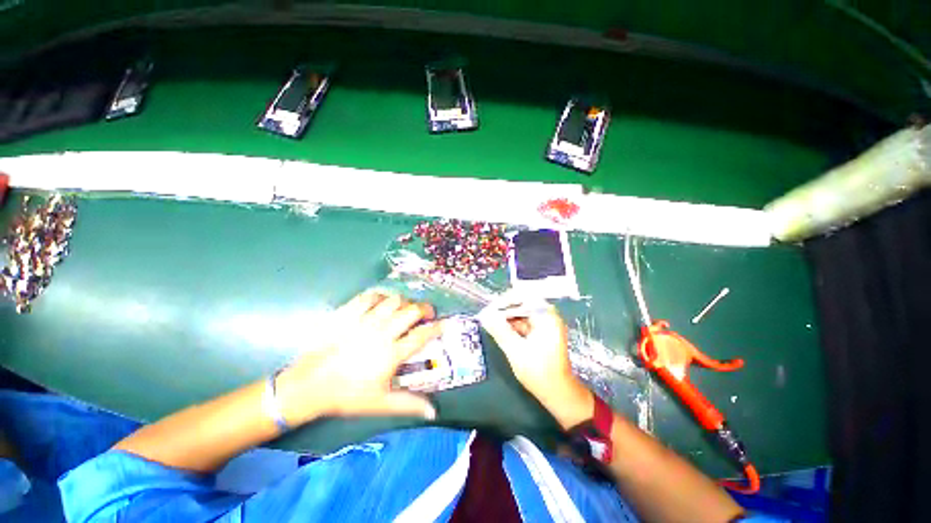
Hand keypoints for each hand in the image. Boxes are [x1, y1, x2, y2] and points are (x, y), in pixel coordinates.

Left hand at [275, 290, 441, 424]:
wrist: (309, 385)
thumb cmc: (347, 395)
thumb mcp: (380, 403)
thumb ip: (409, 404)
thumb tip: (434, 412)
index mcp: (391, 353)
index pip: (422, 335)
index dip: (437, 327)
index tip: (444, 323)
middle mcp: (382, 332)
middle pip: (411, 311)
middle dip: (425, 309)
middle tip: (427, 313)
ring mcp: (365, 320)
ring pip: (394, 300)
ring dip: (405, 302)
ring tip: (405, 308)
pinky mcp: (348, 313)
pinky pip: (370, 296)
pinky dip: (381, 296)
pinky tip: (382, 302)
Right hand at [479, 299, 592, 428]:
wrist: (558, 394)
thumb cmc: (540, 372)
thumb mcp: (516, 351)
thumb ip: (500, 331)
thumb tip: (484, 315)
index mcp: (546, 316)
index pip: (523, 297)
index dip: (504, 301)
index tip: (489, 309)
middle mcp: (547, 315)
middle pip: (522, 303)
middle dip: (504, 309)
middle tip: (487, 316)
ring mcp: (545, 324)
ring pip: (521, 313)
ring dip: (507, 317)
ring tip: (491, 322)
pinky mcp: (541, 332)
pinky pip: (524, 322)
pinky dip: (512, 325)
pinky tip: (501, 330)